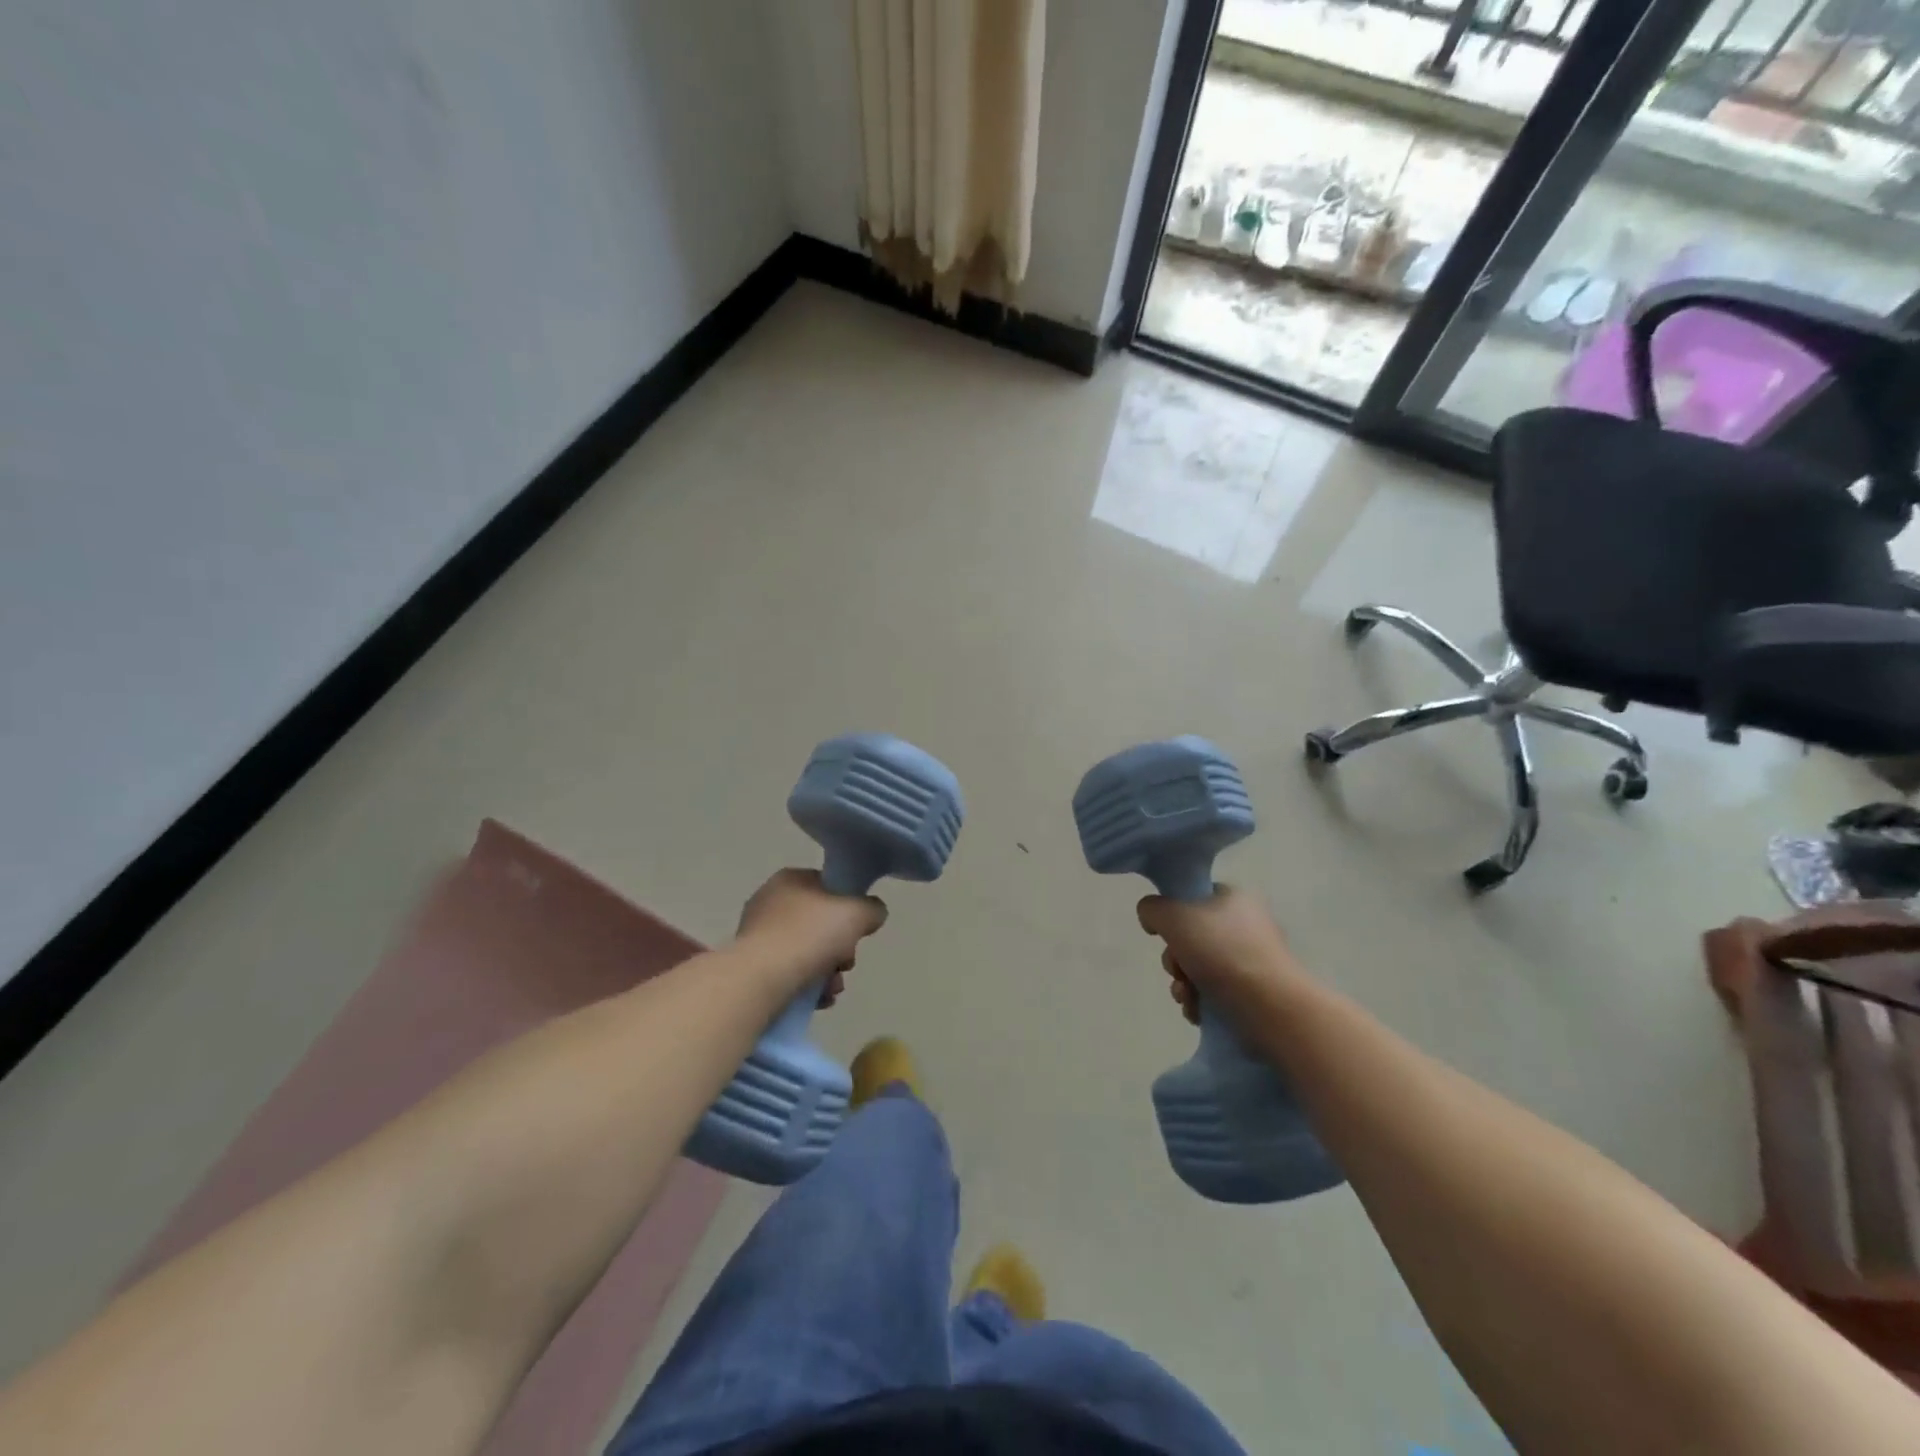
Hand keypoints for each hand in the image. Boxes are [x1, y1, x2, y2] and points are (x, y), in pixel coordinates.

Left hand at [735, 869, 887, 1002]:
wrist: (760, 980)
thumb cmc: (809, 935)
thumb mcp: (857, 913)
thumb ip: (872, 908)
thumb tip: (872, 913)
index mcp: (790, 879)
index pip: (828, 886)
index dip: (848, 906)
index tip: (858, 929)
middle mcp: (769, 902)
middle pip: (819, 923)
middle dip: (840, 947)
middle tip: (846, 963)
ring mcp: (757, 936)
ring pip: (806, 951)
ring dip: (827, 972)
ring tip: (832, 989)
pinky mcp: (751, 968)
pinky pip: (789, 973)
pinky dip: (807, 986)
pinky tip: (818, 1000)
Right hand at [1137, 886, 1301, 1026]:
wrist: (1271, 1008)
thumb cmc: (1222, 953)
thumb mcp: (1174, 917)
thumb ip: (1152, 909)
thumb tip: (1152, 919)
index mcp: (1234, 898)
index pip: (1192, 897)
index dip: (1171, 914)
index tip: (1164, 934)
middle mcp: (1245, 925)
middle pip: (1191, 936)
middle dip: (1175, 958)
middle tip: (1179, 970)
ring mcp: (1251, 960)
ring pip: (1198, 967)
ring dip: (1183, 984)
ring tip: (1188, 997)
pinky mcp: (1254, 992)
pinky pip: (1214, 991)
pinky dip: (1200, 1002)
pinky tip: (1198, 1012)